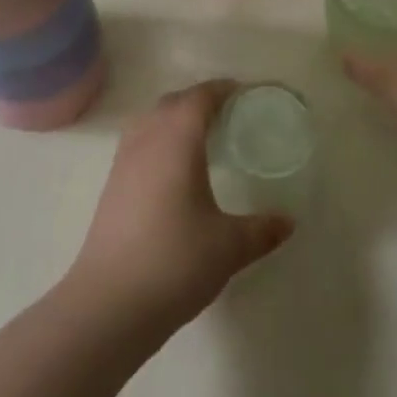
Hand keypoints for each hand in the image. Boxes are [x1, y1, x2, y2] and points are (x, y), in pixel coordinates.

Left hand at [67, 81, 293, 337]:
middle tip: (228, 115)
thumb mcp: (229, 247)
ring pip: (149, 121)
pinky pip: (137, 143)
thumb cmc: (174, 262)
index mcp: (177, 140)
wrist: (108, 306)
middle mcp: (147, 141)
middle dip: (199, 100)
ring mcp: (123, 163)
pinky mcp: (111, 188)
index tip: (244, 93)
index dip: (222, 90)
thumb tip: (288, 222)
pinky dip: (157, 140)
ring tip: (200, 137)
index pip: (200, 97)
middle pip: (172, 103)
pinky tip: (172, 170)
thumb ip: (262, 230)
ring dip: (174, 118)